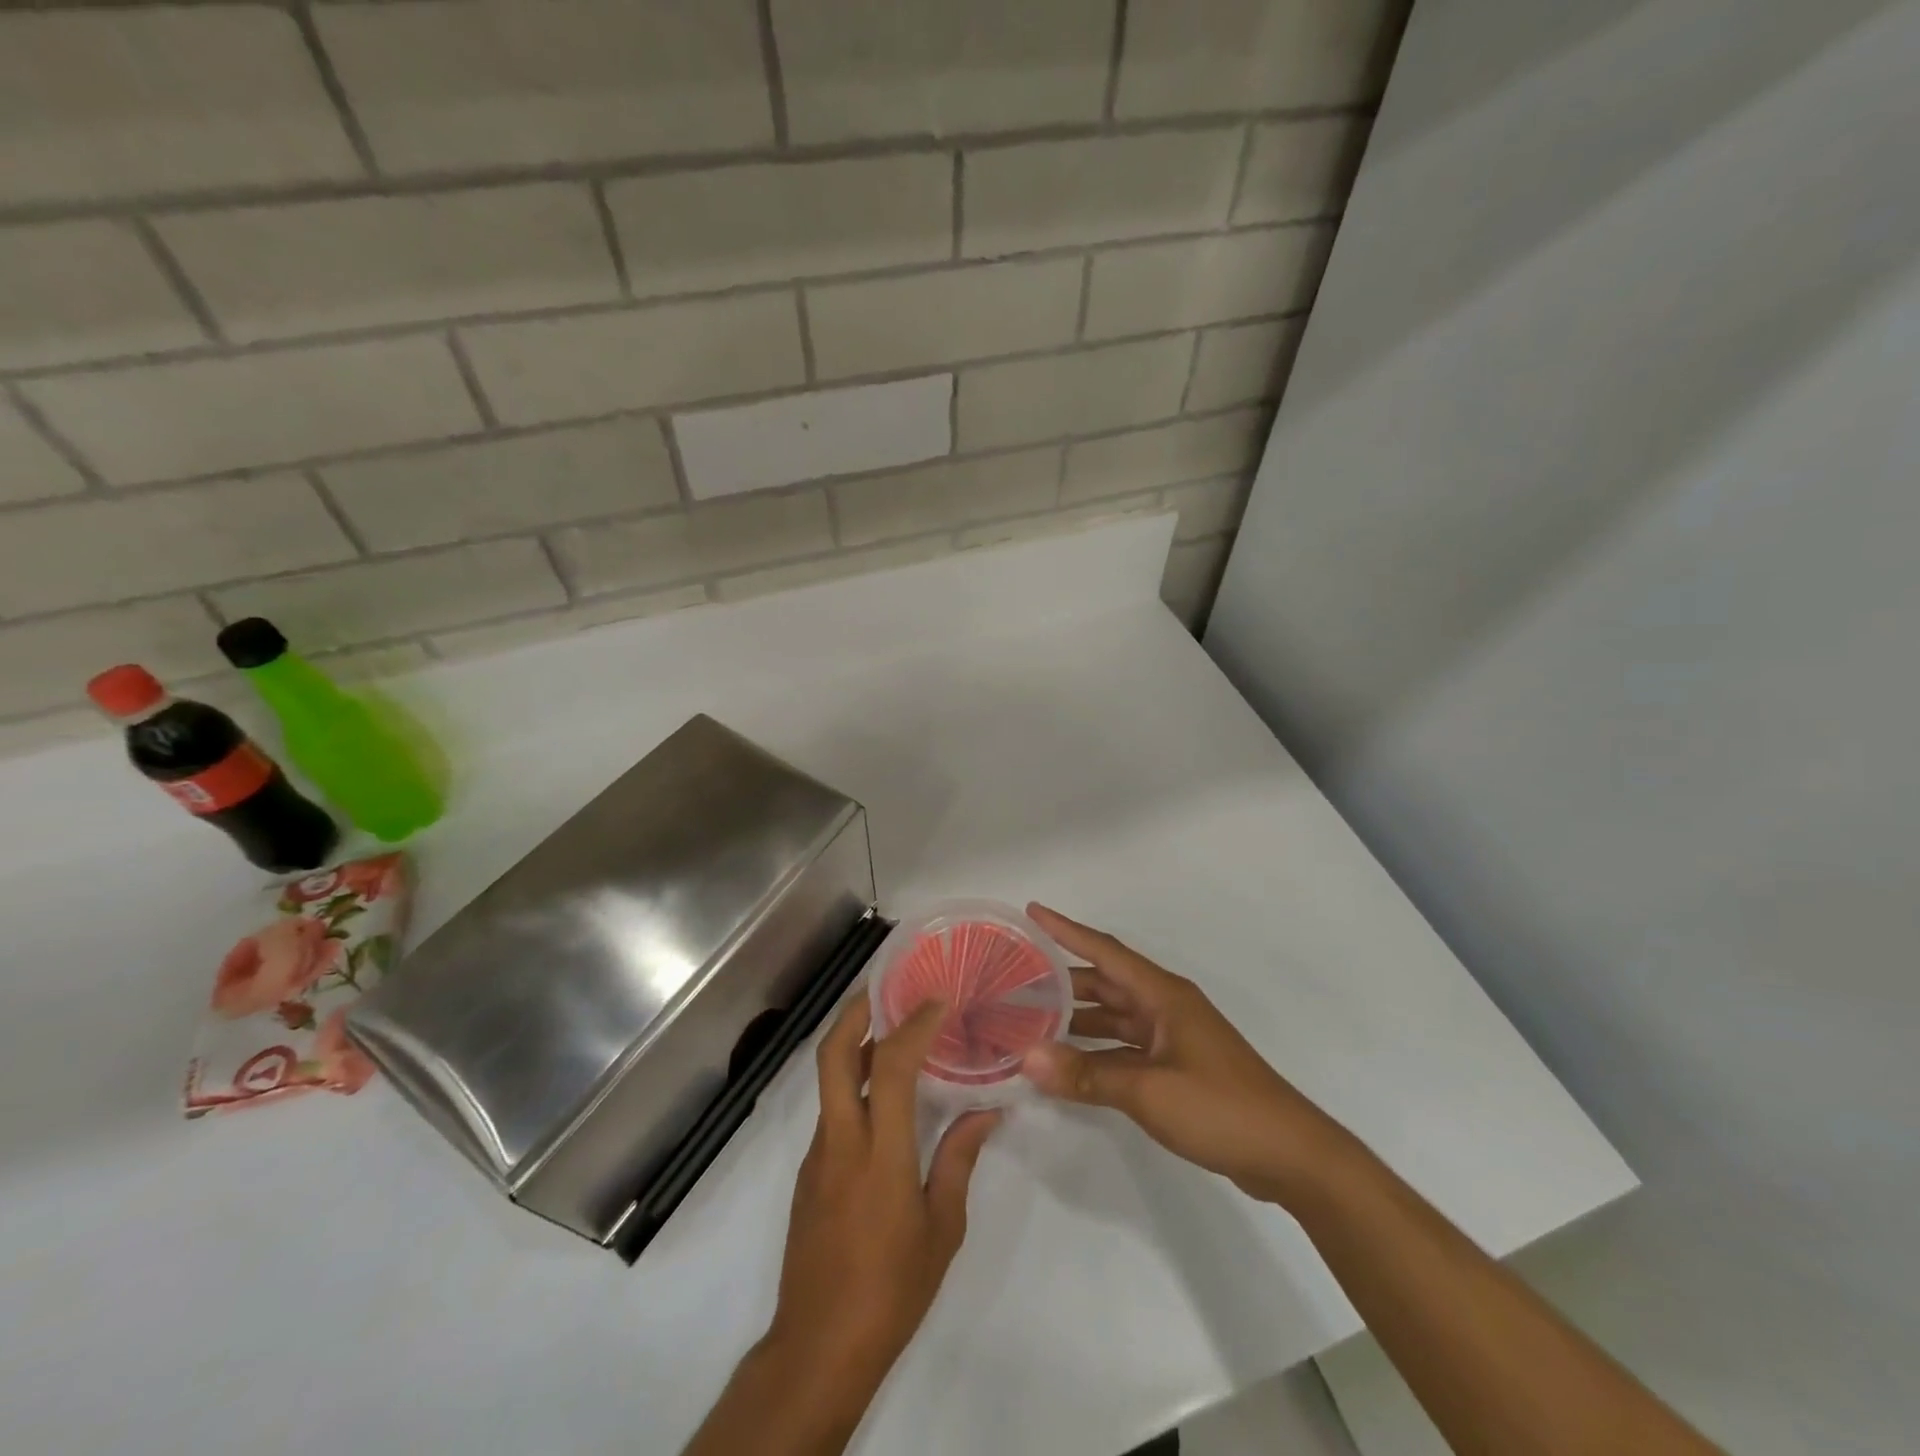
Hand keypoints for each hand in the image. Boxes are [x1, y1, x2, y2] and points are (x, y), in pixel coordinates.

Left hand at [765, 994, 1000, 1393]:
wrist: (818, 1347)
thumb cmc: (891, 1291)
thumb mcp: (942, 1230)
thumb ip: (959, 1161)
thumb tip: (987, 1112)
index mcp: (880, 1156)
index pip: (889, 1069)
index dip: (911, 1026)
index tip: (935, 1001)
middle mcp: (841, 1142)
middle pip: (832, 1056)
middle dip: (855, 1011)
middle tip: (886, 985)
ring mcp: (817, 1155)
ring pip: (827, 1079)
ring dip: (852, 1043)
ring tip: (889, 1027)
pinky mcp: (807, 1171)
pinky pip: (831, 1110)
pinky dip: (851, 1083)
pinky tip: (880, 1093)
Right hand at [1021, 903, 1351, 1204]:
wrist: (1289, 1155)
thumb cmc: (1221, 1107)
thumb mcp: (1148, 1090)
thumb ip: (1086, 1074)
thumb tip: (1026, 1058)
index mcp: (1163, 995)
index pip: (1105, 950)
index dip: (1066, 930)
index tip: (1033, 910)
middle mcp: (1165, 1007)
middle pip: (1105, 982)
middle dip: (1063, 979)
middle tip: (1016, 978)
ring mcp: (1172, 1038)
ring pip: (1113, 1016)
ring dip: (1077, 1017)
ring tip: (1031, 1019)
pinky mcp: (1175, 1067)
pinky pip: (1124, 1047)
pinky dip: (1096, 1051)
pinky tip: (1068, 1063)